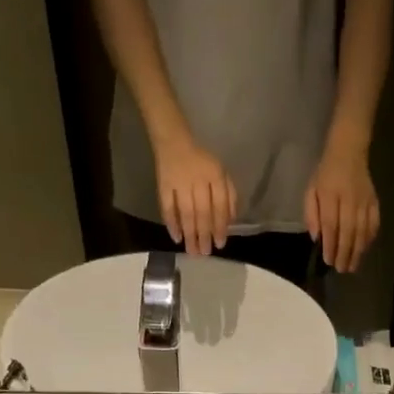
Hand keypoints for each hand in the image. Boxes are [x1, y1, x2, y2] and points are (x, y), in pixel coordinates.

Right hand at [154, 134, 236, 256]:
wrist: (174, 140)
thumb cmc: (202, 161)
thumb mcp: (222, 173)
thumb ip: (229, 195)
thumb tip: (230, 221)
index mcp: (214, 176)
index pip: (219, 205)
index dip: (220, 226)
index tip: (220, 244)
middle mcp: (197, 180)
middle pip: (202, 212)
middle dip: (204, 235)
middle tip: (205, 253)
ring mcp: (179, 182)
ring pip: (186, 212)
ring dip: (189, 234)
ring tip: (192, 252)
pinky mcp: (163, 184)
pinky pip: (166, 206)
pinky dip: (171, 222)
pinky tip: (176, 237)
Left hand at [305, 136, 380, 272]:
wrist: (349, 151)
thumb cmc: (326, 173)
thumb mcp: (311, 189)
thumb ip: (311, 213)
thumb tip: (316, 237)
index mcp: (330, 194)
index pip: (331, 224)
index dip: (330, 244)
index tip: (328, 260)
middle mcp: (349, 198)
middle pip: (348, 231)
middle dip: (344, 253)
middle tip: (341, 269)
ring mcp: (364, 201)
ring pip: (362, 230)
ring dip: (357, 251)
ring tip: (352, 266)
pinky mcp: (374, 201)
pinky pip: (373, 223)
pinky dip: (369, 239)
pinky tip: (364, 249)